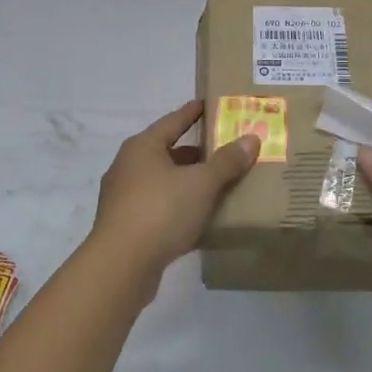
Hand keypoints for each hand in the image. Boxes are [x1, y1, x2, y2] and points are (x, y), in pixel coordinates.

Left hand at [92, 101, 259, 281]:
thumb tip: (251, 138)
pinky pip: (158, 206)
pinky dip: (178, 206)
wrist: (120, 267)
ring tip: (217, 185)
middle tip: (224, 150)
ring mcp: (123, 197)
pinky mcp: (125, 225)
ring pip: (163, 181)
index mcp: (143, 147)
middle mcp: (128, 166)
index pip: (174, 120)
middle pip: (167, 151)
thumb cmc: (161, 211)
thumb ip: (226, 161)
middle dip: (195, 152)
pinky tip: (198, 217)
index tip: (210, 105)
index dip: (193, 112)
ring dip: (187, 182)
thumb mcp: (201, 183)